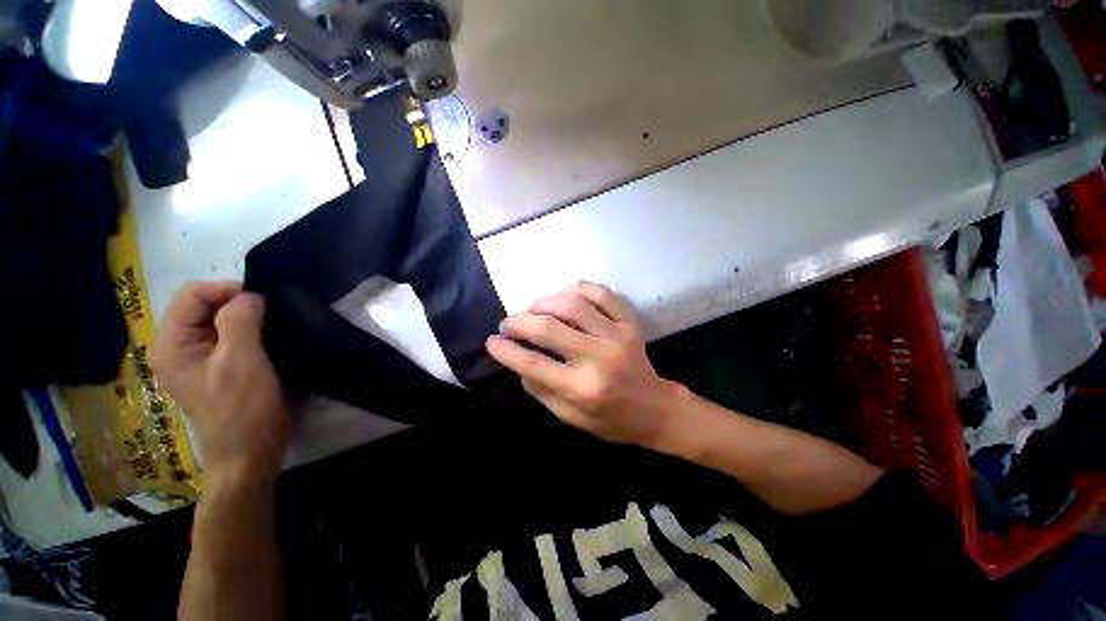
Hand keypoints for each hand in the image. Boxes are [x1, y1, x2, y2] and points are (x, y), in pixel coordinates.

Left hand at [152, 282, 286, 484]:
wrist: (251, 451)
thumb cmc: (242, 408)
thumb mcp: (240, 360)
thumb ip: (240, 320)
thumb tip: (251, 295)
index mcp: (171, 344)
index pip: (193, 294)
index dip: (227, 291)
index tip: (263, 302)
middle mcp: (177, 347)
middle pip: (204, 305)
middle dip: (238, 304)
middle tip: (270, 316)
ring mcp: (197, 358)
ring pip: (219, 320)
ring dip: (247, 318)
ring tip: (272, 327)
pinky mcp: (216, 367)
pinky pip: (230, 336)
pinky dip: (250, 331)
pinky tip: (268, 340)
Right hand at [486, 282, 684, 445]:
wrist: (654, 408)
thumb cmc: (609, 419)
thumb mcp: (569, 417)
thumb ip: (540, 390)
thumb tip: (517, 360)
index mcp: (582, 389)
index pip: (533, 363)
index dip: (506, 350)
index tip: (492, 341)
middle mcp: (599, 357)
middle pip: (549, 327)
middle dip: (519, 321)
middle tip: (508, 322)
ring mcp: (617, 335)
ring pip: (573, 303)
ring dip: (545, 301)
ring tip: (534, 308)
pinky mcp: (629, 322)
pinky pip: (601, 293)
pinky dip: (578, 288)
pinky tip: (565, 295)